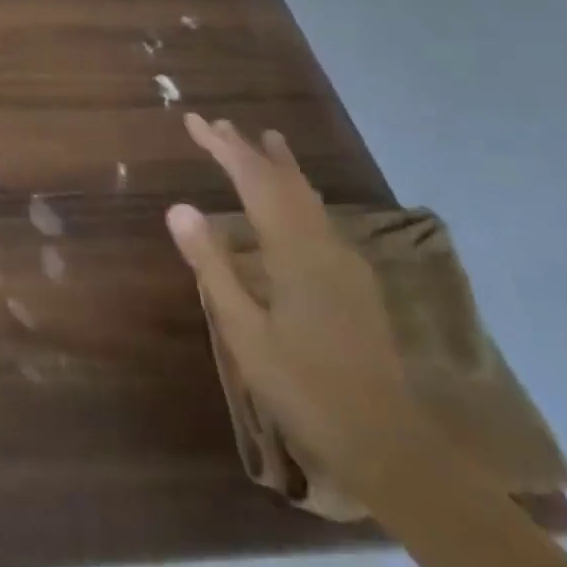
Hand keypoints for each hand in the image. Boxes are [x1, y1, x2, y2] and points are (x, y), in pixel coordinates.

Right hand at [166, 113, 431, 497]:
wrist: (388, 445)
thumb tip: (179, 207)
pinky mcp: (356, 284)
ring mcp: (347, 264)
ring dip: (280, 168)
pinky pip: (320, 219)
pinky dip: (297, 195)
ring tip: (267, 140)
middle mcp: (325, 246)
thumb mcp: (243, 330)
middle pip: (285, 183)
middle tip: (218, 124)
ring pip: (309, 199)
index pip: (255, 182)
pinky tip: (294, 204)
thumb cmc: (303, 387)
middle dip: (250, 151)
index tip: (194, 121)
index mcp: (296, 252)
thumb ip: (212, 265)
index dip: (223, 148)